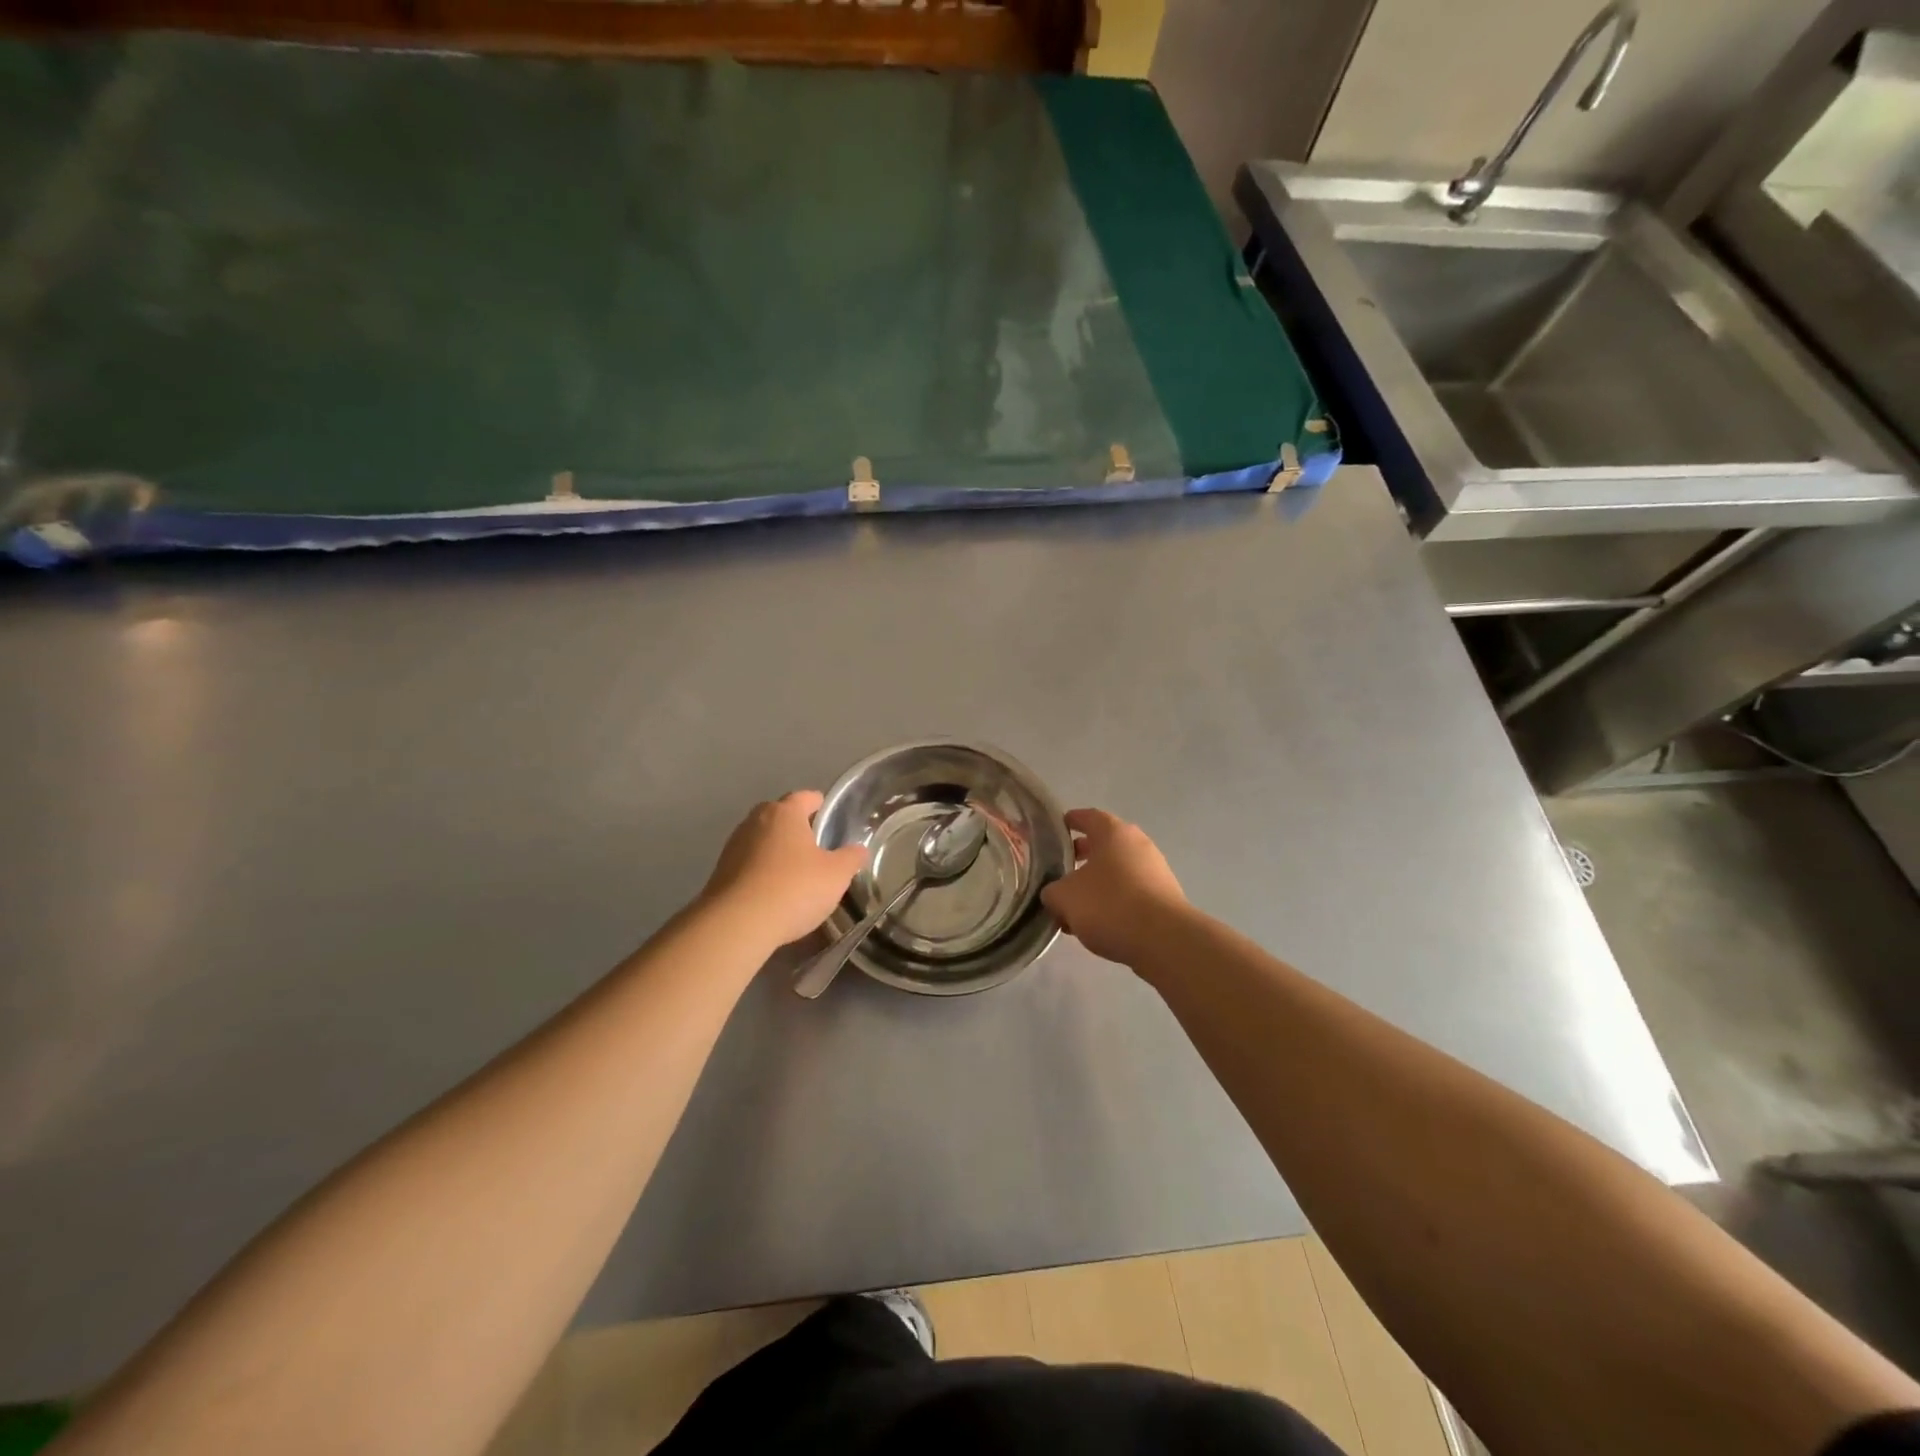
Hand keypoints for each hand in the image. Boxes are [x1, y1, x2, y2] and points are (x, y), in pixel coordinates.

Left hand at [701, 792, 867, 947]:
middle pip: (779, 816)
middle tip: (815, 846)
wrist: (737, 924)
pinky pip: (748, 864)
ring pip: (762, 840)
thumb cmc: (794, 888)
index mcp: (784, 813)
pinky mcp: (720, 872)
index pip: (804, 797)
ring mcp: (733, 846)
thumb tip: (859, 849)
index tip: (828, 815)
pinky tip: (773, 892)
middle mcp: (755, 821)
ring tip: (794, 871)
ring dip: (776, 851)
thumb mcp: (836, 875)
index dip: (818, 804)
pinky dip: (761, 872)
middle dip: (796, 827)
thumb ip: (851, 858)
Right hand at [1041, 809, 1187, 966]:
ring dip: (1095, 884)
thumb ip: (1052, 891)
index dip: (1068, 822)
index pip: (1086, 816)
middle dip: (1080, 858)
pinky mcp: (1165, 896)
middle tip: (1059, 872)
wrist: (1164, 940)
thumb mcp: (1064, 898)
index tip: (1053, 831)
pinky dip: (1113, 901)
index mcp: (1113, 832)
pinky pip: (1131, 891)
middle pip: (1103, 844)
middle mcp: (1137, 843)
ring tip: (1075, 907)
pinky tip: (1098, 924)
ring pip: (1116, 871)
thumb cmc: (1110, 905)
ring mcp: (1155, 869)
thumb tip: (1054, 894)